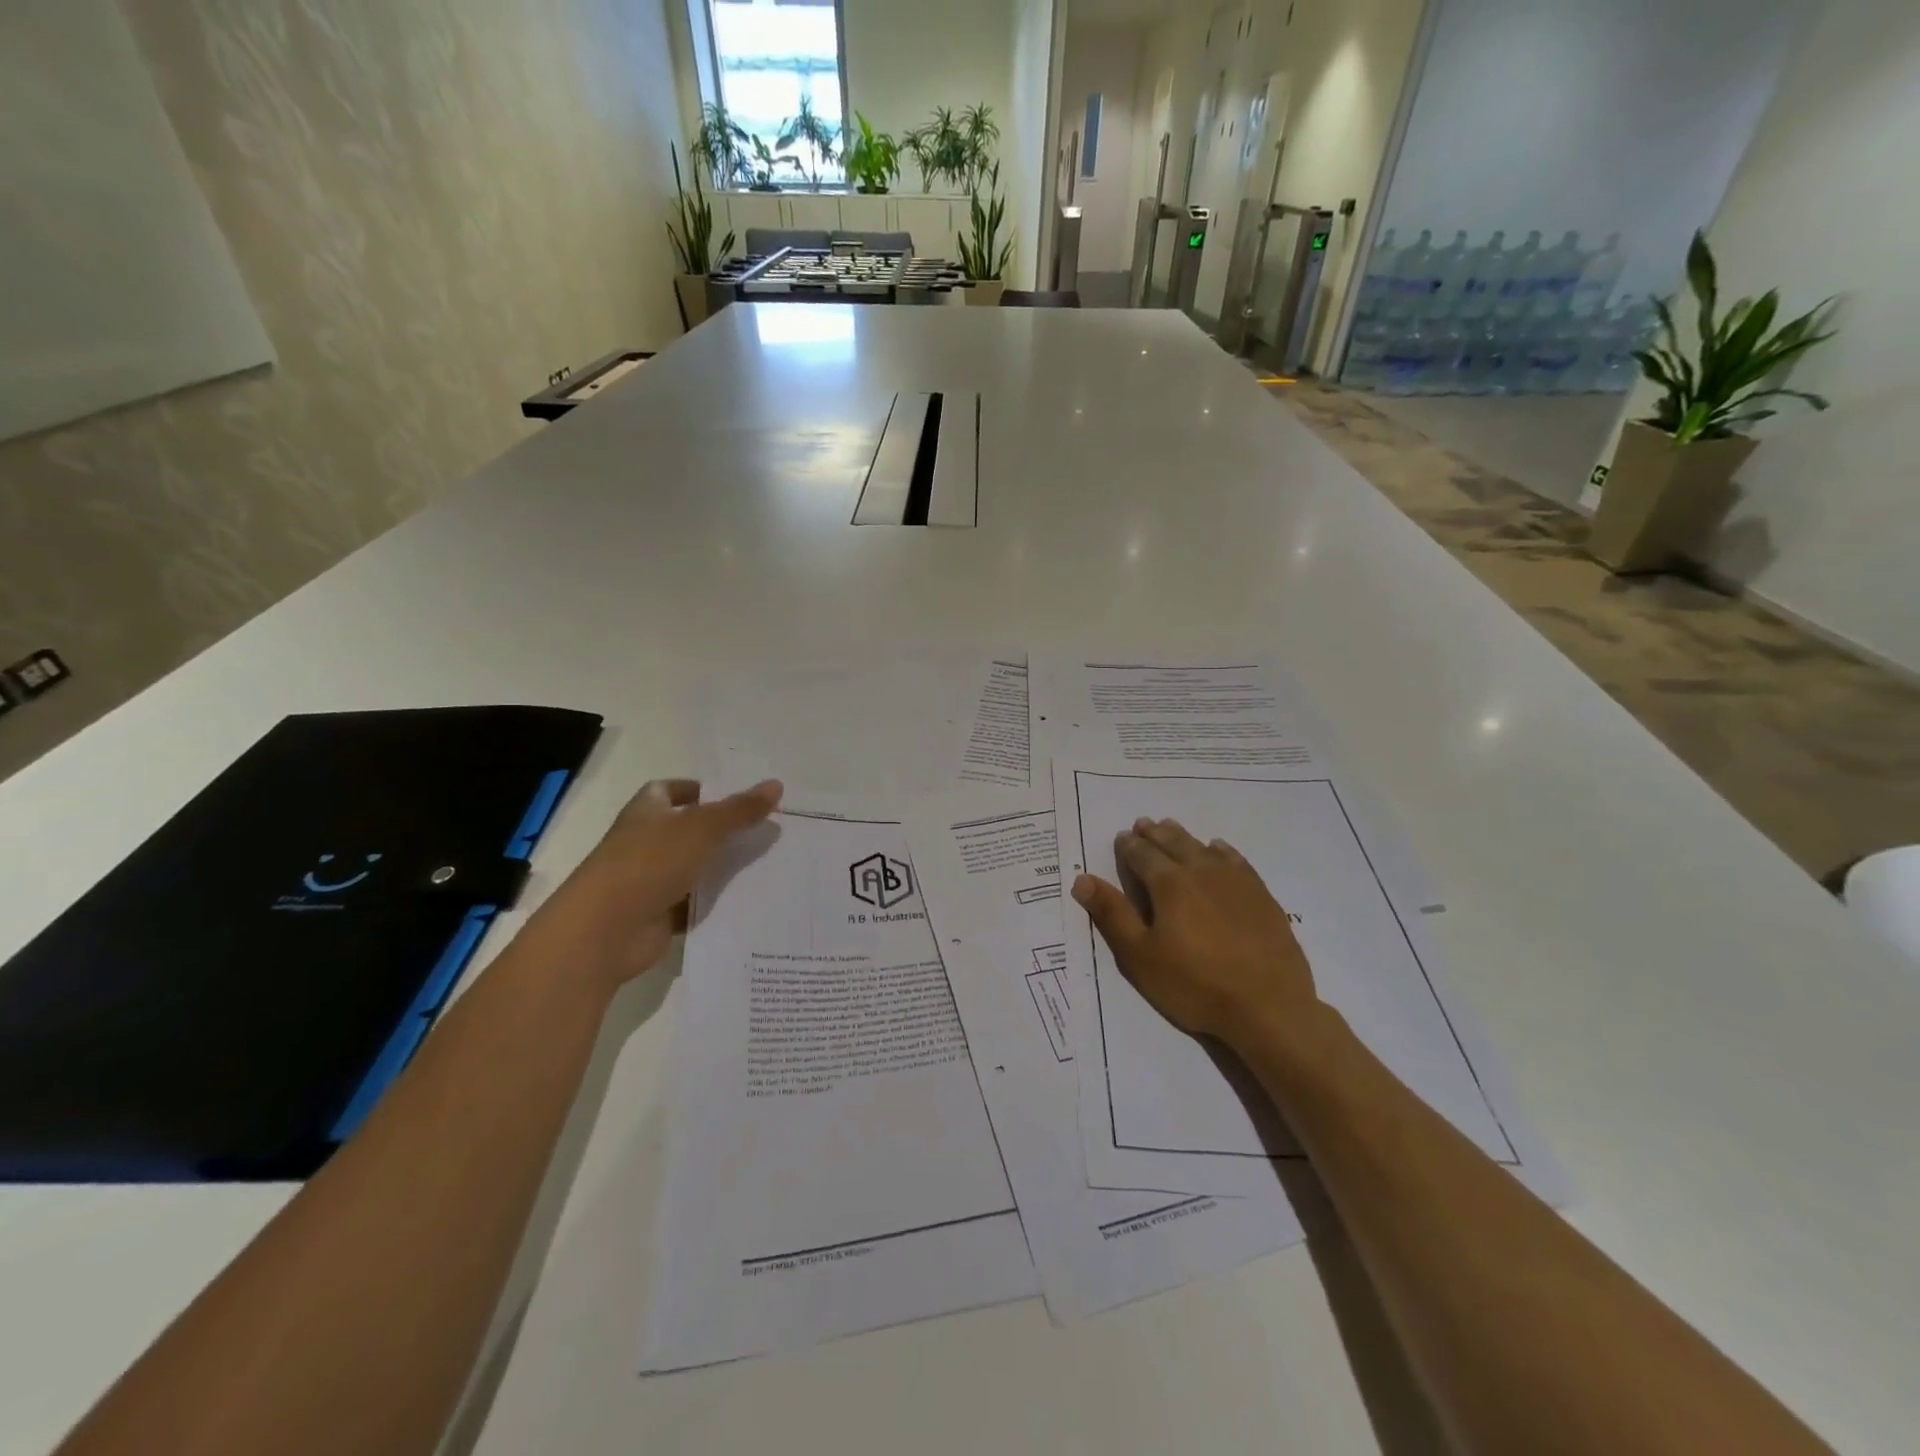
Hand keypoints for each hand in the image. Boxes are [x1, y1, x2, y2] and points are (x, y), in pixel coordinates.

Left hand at [521, 778, 781, 988]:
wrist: (605, 931)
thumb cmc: (649, 863)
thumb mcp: (702, 828)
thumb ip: (739, 809)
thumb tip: (776, 785)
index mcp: (648, 811)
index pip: (672, 790)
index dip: (701, 790)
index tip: (738, 796)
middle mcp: (648, 842)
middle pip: (691, 830)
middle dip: (726, 830)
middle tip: (769, 829)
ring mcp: (652, 880)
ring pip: (698, 868)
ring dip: (725, 868)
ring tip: (772, 863)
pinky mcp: (660, 914)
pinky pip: (696, 903)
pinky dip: (717, 903)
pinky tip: (752, 900)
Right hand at [1072, 817, 1316, 1047]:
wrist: (1268, 1006)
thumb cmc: (1195, 984)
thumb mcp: (1140, 956)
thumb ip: (1112, 914)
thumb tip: (1082, 879)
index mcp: (1169, 884)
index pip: (1142, 855)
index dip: (1129, 846)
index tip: (1121, 837)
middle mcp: (1201, 871)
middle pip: (1173, 843)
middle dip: (1154, 833)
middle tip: (1143, 824)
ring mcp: (1235, 881)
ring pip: (1203, 847)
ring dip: (1183, 836)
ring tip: (1171, 828)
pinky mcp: (1261, 895)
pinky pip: (1236, 860)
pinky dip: (1220, 850)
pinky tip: (1218, 849)